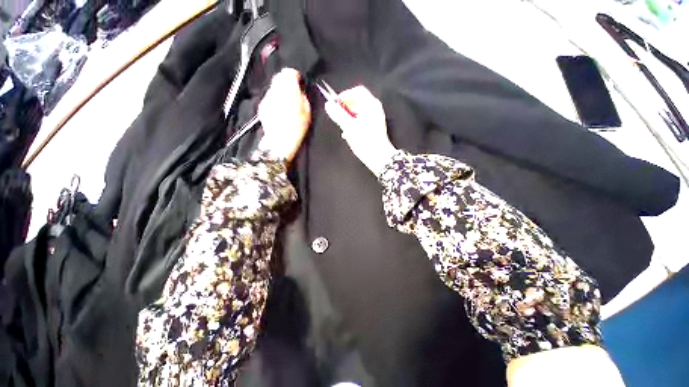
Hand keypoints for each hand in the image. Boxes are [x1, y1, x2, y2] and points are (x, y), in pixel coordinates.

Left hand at [257, 68, 311, 161]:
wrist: (281, 141)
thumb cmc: (298, 127)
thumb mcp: (307, 111)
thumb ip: (303, 96)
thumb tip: (299, 90)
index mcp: (289, 90)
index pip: (289, 72)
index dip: (295, 76)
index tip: (299, 82)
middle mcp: (275, 90)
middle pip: (279, 77)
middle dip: (286, 81)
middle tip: (293, 91)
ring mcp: (267, 98)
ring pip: (273, 87)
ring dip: (280, 90)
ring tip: (286, 102)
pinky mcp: (262, 106)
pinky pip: (269, 97)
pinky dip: (274, 99)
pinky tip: (279, 110)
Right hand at [324, 86, 397, 175]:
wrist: (379, 158)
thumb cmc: (365, 141)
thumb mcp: (349, 127)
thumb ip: (338, 115)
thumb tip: (328, 105)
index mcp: (371, 105)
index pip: (358, 91)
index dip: (345, 95)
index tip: (335, 103)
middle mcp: (375, 109)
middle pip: (358, 102)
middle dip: (346, 108)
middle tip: (337, 116)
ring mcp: (375, 118)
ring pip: (358, 112)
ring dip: (348, 117)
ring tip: (342, 127)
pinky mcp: (374, 127)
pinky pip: (361, 120)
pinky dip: (353, 123)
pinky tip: (348, 133)